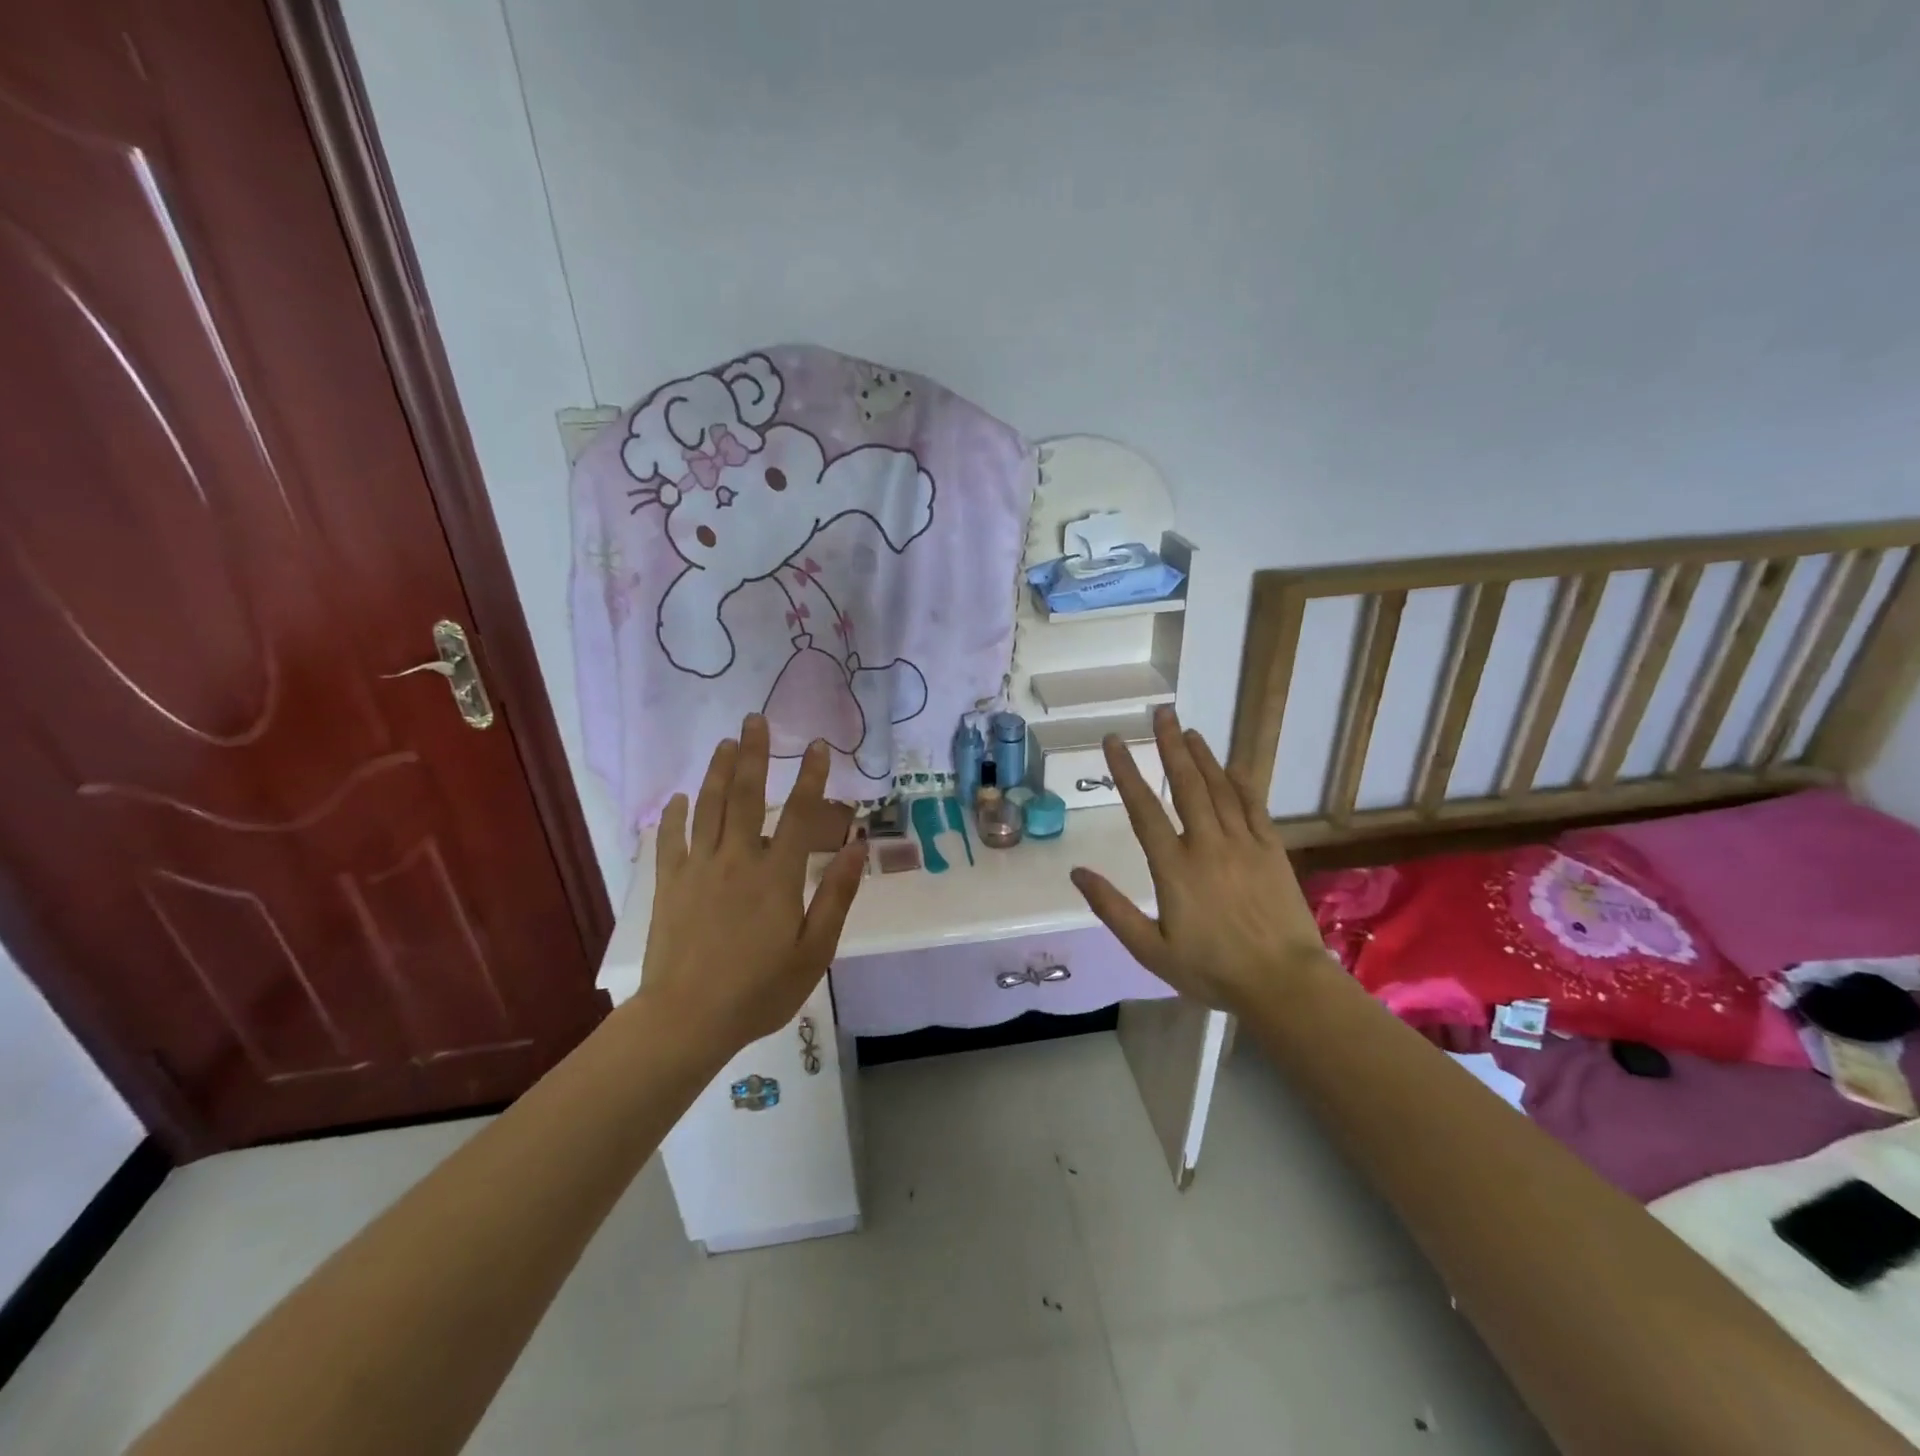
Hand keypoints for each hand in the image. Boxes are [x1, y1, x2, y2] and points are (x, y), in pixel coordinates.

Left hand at [640, 715, 864, 1052]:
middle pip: (747, 796)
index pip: (801, 815)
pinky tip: (680, 799)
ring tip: (726, 743)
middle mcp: (737, 860)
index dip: (813, 778)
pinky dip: (675, 815)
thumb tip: (858, 848)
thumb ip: (836, 896)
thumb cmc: (759, 990)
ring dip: (718, 772)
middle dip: (754, 754)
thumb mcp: (814, 951)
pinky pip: (670, 840)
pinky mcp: (669, 884)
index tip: (818, 747)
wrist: (687, 1020)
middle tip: (755, 719)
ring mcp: (698, 869)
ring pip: (708, 808)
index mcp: (776, 876)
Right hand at [1071, 706, 1327, 1015]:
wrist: (1283, 983)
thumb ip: (1112, 909)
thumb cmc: (1211, 970)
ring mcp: (1243, 844)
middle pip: (1186, 784)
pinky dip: (1241, 783)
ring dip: (1202, 756)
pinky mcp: (1271, 850)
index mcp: (1173, 867)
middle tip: (1161, 712)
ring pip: (1219, 789)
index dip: (1126, 771)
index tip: (1114, 740)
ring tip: (1188, 731)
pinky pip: (1253, 807)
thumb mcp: (1150, 949)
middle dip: (1170, 745)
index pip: (1143, 808)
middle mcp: (1207, 845)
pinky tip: (1232, 767)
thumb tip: (1077, 872)